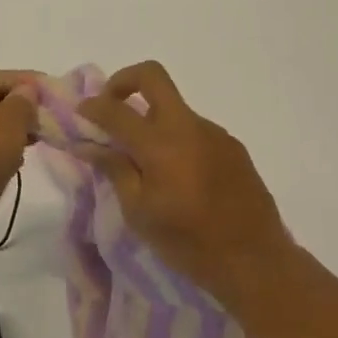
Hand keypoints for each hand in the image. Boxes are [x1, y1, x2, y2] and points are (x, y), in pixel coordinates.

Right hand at [75, 61, 289, 304]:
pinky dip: (177, 140)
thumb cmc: (190, 244)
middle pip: (152, 76)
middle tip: (111, 106)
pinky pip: (195, 130)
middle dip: (124, 81)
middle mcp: (188, 126)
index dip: (92, 107)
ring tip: (147, 162)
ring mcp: (214, 132)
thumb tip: (89, 144)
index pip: (116, 110)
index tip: (81, 113)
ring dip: (153, 119)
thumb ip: (115, 170)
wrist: (257, 261)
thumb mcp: (140, 213)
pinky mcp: (232, 145)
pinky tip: (179, 176)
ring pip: (175, 107)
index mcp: (160, 144)